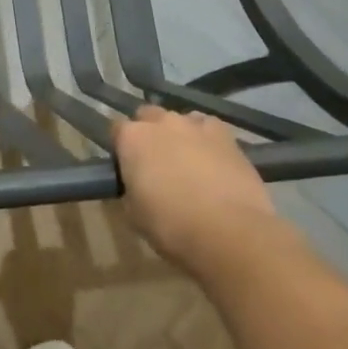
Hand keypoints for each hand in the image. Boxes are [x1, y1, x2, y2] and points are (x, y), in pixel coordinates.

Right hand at [113, 106, 277, 272]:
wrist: (230, 232)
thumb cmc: (171, 226)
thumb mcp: (134, 214)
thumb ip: (131, 189)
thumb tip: (138, 185)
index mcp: (132, 139)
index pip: (117, 130)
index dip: (122, 148)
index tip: (127, 167)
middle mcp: (161, 122)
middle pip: (148, 116)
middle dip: (149, 133)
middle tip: (156, 162)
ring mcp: (195, 125)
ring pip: (180, 119)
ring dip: (179, 134)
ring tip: (187, 162)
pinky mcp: (227, 136)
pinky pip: (209, 128)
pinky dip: (207, 139)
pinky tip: (213, 160)